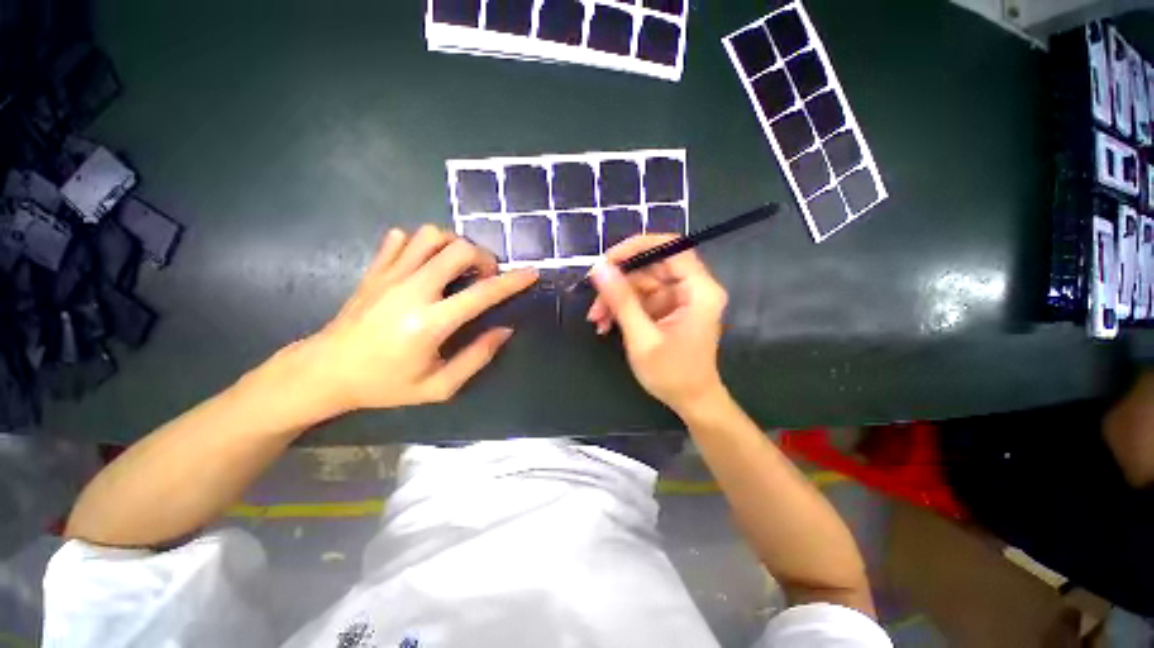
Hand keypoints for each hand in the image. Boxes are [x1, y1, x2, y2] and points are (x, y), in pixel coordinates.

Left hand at [303, 226, 536, 413]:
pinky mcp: (374, 269)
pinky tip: (425, 263)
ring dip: (454, 245)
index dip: (512, 282)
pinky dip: (421, 243)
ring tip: (458, 267)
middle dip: (484, 258)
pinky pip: (401, 237)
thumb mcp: (438, 386)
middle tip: (485, 277)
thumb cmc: (385, 384)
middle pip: (458, 249)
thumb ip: (477, 358)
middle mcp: (411, 290)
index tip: (531, 273)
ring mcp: (389, 275)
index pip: (482, 293)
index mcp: (430, 323)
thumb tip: (504, 330)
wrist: (326, 372)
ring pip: (430, 234)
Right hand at [587, 235, 727, 412]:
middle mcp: (692, 288)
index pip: (671, 247)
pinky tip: (605, 324)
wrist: (691, 402)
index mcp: (699, 290)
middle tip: (593, 298)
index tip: (607, 260)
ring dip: (615, 299)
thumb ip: (621, 301)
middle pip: (651, 266)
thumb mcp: (642, 338)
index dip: (637, 247)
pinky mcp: (668, 310)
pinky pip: (641, 299)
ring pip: (641, 283)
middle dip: (618, 282)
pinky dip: (622, 309)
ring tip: (595, 319)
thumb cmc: (673, 375)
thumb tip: (599, 268)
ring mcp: (679, 299)